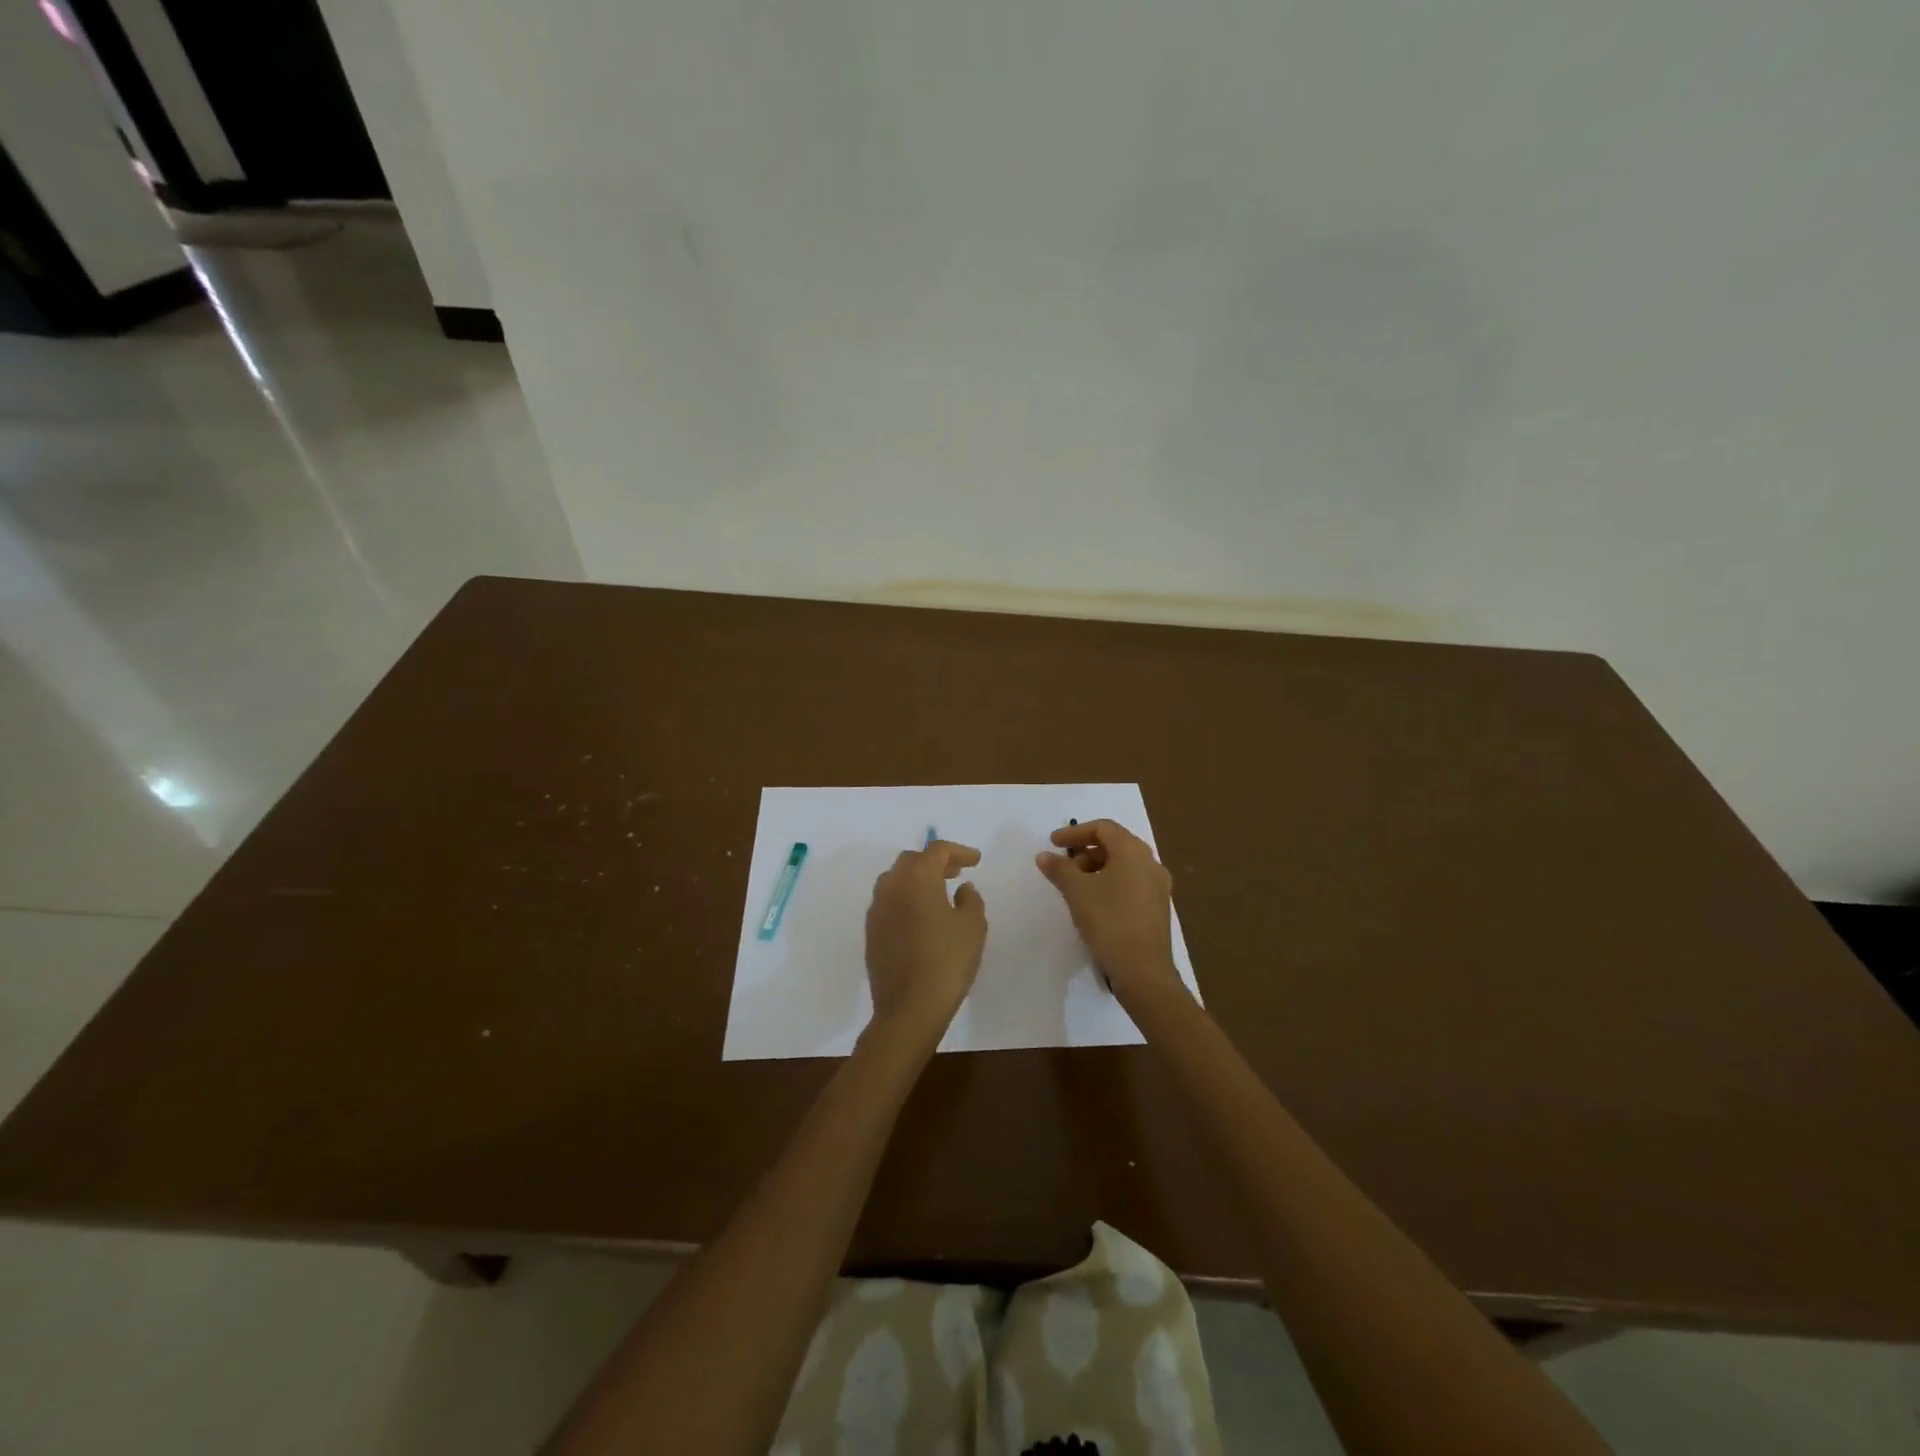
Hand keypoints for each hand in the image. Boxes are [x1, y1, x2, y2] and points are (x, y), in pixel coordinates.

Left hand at [864, 840, 987, 1040]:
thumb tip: (962, 888)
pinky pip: (889, 902)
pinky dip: (906, 898)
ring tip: (939, 893)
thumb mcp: (972, 927)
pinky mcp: (871, 931)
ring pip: (896, 880)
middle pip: (912, 860)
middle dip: (935, 861)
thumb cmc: (946, 962)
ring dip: (918, 879)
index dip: (959, 851)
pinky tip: (921, 916)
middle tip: (956, 872)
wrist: (908, 1008)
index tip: (976, 860)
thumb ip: (971, 899)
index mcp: (917, 878)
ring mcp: (876, 909)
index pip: (937, 850)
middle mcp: (891, 886)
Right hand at [1036, 819, 1183, 1005]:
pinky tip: (1094, 902)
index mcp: (1133, 851)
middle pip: (1115, 844)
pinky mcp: (1158, 907)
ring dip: (1097, 868)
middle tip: (1063, 865)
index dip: (1075, 831)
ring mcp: (1158, 886)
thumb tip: (1044, 855)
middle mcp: (1151, 862)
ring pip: (1124, 865)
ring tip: (1075, 886)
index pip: (1103, 828)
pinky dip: (1110, 883)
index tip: (1052, 842)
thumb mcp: (1077, 892)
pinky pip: (1131, 883)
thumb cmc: (1108, 921)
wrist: (1142, 971)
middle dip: (1085, 851)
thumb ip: (1059, 868)